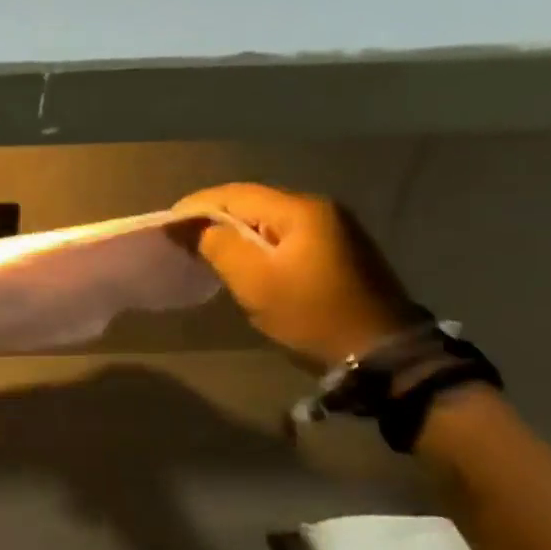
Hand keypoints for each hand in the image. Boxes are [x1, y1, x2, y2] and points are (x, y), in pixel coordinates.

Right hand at [172, 183, 423, 366]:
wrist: (383, 355)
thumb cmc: (312, 314)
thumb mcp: (254, 282)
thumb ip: (217, 245)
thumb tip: (189, 226)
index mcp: (300, 210)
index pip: (234, 194)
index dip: (196, 206)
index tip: (167, 226)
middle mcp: (320, 209)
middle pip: (252, 203)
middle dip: (214, 218)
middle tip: (182, 239)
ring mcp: (334, 229)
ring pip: (268, 220)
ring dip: (235, 232)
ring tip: (205, 250)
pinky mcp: (339, 250)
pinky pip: (285, 235)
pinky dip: (257, 243)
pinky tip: (243, 261)